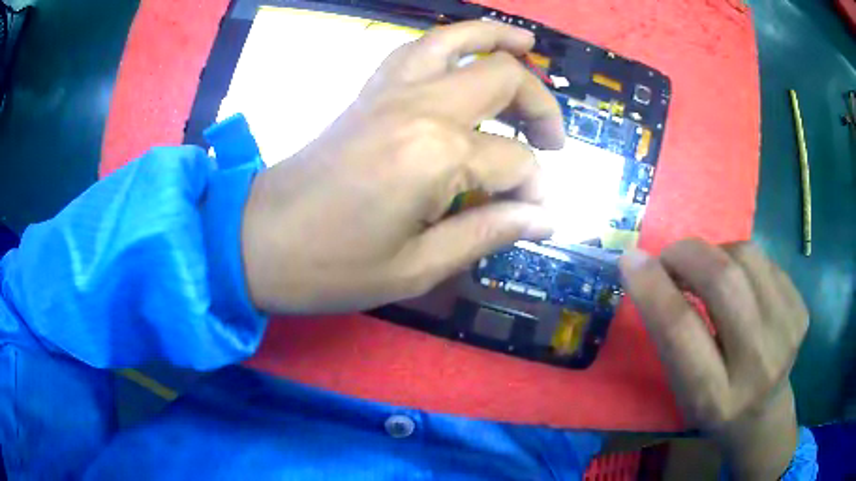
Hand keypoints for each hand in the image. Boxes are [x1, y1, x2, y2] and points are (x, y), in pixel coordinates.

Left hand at [241, 21, 564, 313]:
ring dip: (498, 40)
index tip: (536, 213)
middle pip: (502, 79)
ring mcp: (390, 90)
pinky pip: (416, 48)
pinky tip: (465, 52)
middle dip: (540, 104)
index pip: (515, 163)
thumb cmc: (332, 267)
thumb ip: (488, 233)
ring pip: (457, 41)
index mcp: (436, 156)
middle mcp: (420, 107)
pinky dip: (450, 41)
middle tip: (552, 139)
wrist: (258, 241)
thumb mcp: (416, 268)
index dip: (535, 189)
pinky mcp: (368, 91)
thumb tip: (546, 218)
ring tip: (528, 45)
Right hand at [619, 239, 808, 479]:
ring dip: (716, 253)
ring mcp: (787, 332)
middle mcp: (757, 365)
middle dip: (688, 255)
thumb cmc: (713, 405)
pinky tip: (739, 283)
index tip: (630, 259)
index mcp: (715, 397)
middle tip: (671, 258)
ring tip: (707, 271)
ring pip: (746, 256)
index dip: (653, 288)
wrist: (763, 414)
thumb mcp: (681, 388)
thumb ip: (669, 334)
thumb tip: (644, 268)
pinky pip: (765, 260)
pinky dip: (741, 261)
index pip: (681, 331)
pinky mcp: (801, 309)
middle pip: (724, 281)